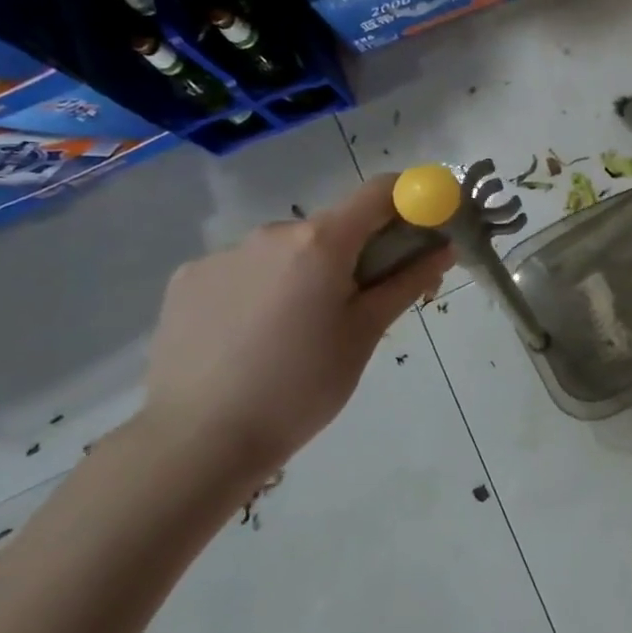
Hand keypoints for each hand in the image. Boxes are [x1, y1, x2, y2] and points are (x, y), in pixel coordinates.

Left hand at [137, 174, 453, 496]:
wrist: (198, 440)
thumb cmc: (303, 385)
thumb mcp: (367, 333)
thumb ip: (407, 281)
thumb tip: (444, 247)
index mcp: (321, 241)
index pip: (379, 192)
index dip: (410, 201)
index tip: (423, 231)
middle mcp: (271, 232)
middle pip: (333, 225)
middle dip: (358, 253)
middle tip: (363, 305)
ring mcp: (222, 254)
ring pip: (288, 250)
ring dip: (308, 272)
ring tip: (300, 332)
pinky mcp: (187, 279)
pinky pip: (245, 270)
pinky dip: (264, 289)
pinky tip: (255, 337)